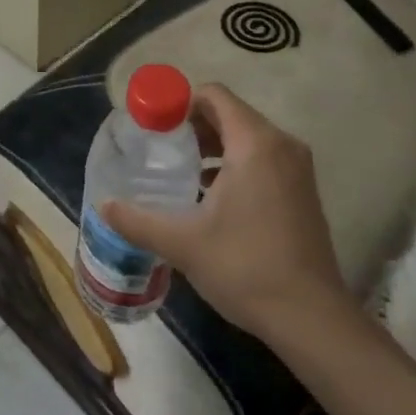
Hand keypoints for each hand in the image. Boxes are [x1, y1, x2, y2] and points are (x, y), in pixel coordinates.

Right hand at [99, 83, 345, 342]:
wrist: (312, 319)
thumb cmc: (246, 267)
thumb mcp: (182, 243)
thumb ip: (138, 220)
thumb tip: (103, 205)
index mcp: (255, 143)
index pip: (214, 95)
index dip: (180, 102)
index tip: (155, 126)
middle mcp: (281, 145)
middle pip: (230, 113)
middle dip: (194, 125)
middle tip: (163, 148)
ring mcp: (298, 169)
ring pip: (248, 137)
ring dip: (214, 145)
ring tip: (183, 171)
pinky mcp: (303, 191)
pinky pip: (264, 158)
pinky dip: (236, 163)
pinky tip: (212, 195)